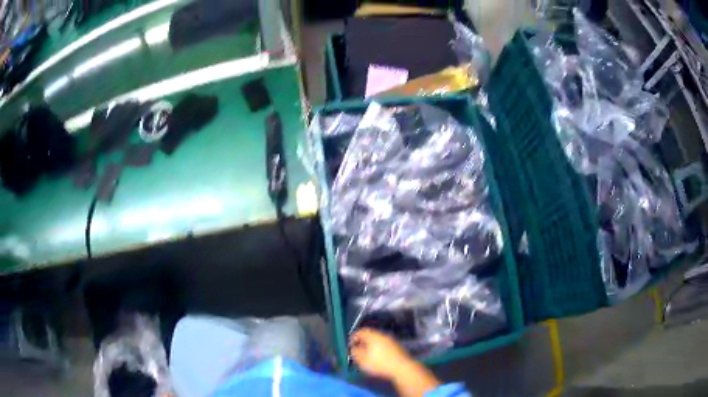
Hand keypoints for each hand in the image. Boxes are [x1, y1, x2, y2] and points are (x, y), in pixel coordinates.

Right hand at [349, 328, 413, 379]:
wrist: (401, 367)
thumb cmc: (379, 363)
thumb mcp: (362, 360)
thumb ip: (355, 353)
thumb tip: (353, 348)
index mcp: (373, 336)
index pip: (361, 331)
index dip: (354, 337)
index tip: (351, 345)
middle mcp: (382, 335)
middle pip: (369, 335)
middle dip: (362, 342)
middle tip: (358, 351)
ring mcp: (391, 340)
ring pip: (377, 340)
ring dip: (371, 346)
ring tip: (367, 356)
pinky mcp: (396, 347)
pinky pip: (384, 345)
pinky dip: (379, 349)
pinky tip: (378, 358)